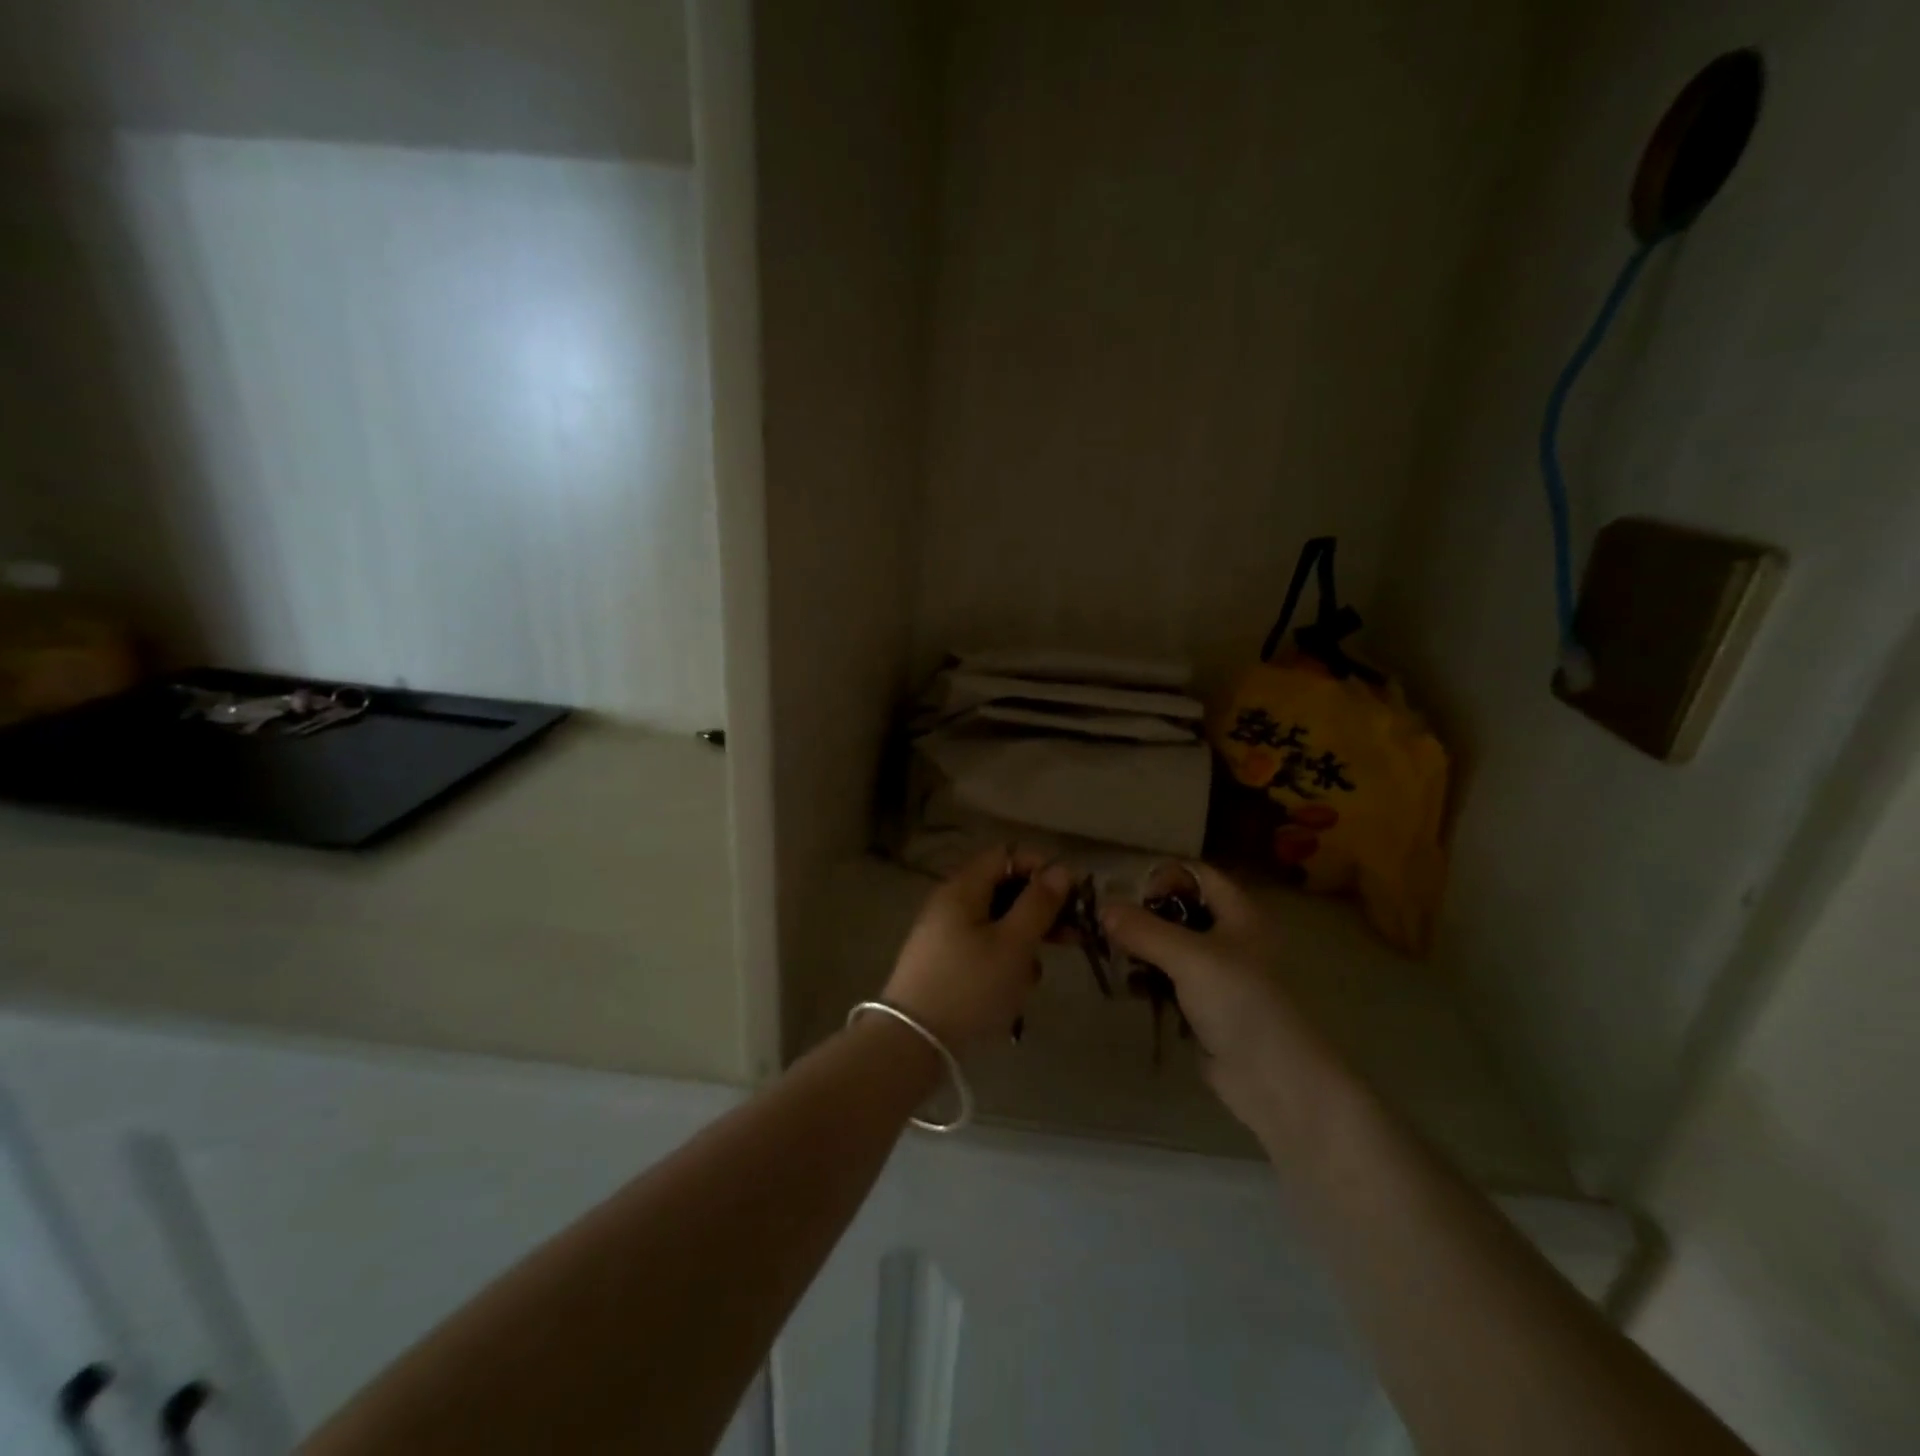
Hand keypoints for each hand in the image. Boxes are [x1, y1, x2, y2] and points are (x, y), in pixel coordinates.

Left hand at [883, 845, 1071, 1051]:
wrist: (913, 1042)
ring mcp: (946, 934)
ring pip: (997, 923)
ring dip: (1023, 942)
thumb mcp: (1013, 944)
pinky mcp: (946, 963)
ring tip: (1034, 974)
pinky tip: (1014, 990)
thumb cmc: (970, 986)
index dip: (1040, 867)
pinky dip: (1004, 962)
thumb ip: (1039, 904)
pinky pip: (984, 949)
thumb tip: (1060, 869)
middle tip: (1071, 935)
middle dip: (1038, 910)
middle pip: (1003, 889)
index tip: (1071, 894)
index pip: (1006, 855)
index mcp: (963, 888)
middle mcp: (951, 903)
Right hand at [1102, 863, 1346, 1146]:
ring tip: (1110, 955)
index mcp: (1239, 913)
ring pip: (1170, 946)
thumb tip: (1103, 908)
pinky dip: (1147, 978)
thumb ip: (1144, 930)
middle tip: (1108, 926)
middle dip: (1143, 914)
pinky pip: (1168, 979)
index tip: (1128, 896)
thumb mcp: (1190, 957)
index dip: (1163, 876)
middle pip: (1179, 909)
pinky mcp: (1204, 1005)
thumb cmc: (1241, 1003)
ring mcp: (1217, 973)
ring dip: (1141, 947)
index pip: (1196, 874)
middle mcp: (1229, 936)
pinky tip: (1125, 985)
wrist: (1274, 1080)